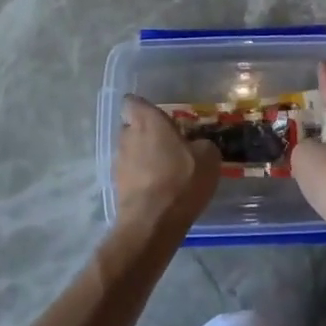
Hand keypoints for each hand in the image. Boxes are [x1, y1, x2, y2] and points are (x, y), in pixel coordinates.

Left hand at [114, 97, 218, 239]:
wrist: (152, 224)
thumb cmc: (181, 179)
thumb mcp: (208, 157)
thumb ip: (202, 143)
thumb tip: (198, 145)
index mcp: (146, 120)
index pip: (132, 101)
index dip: (144, 108)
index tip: (161, 118)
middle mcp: (127, 135)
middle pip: (132, 126)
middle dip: (147, 133)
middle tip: (169, 145)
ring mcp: (119, 162)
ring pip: (131, 151)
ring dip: (144, 157)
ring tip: (166, 171)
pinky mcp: (117, 186)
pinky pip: (131, 174)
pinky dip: (142, 178)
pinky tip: (160, 190)